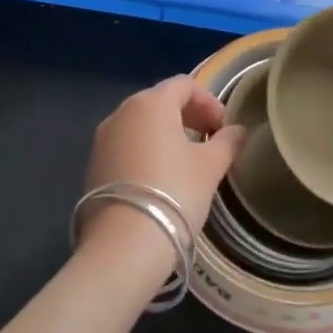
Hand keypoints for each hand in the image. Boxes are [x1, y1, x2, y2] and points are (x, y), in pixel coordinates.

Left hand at [81, 76, 246, 247]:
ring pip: (141, 123)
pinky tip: (160, 177)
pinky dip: (146, 150)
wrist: (123, 246)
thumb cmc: (174, 193)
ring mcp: (103, 138)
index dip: (209, 101)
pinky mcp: (93, 165)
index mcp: (151, 102)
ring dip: (166, 133)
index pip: (185, 85)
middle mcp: (122, 112)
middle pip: (161, 100)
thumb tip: (238, 131)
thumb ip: (227, 142)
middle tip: (209, 140)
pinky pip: (126, 145)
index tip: (223, 128)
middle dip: (188, 115)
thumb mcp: (210, 167)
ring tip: (186, 160)